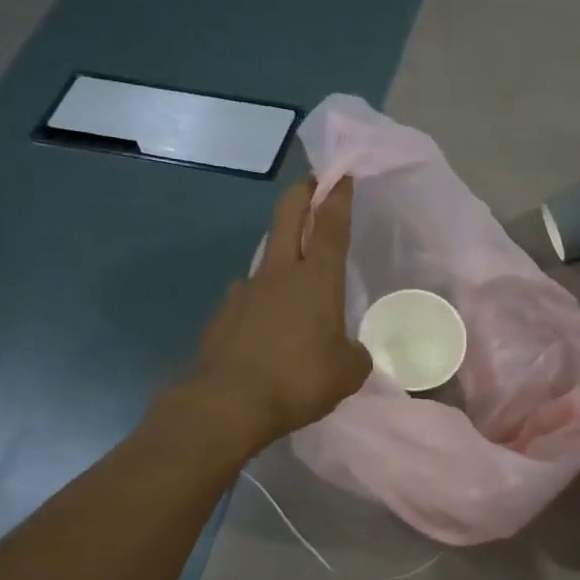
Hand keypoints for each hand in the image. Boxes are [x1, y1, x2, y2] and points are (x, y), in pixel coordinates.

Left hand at [167, 177, 372, 453]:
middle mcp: (280, 275)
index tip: (340, 176)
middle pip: (288, 220)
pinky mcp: (224, 314)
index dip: (337, 199)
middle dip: (301, 196)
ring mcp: (246, 291)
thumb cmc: (298, 380)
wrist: (227, 404)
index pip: (330, 228)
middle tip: (310, 183)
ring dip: (281, 247)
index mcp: (316, 282)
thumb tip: (350, 350)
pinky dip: (262, 296)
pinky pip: (249, 295)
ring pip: (267, 255)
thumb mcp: (348, 373)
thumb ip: (355, 355)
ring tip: (293, 264)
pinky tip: (267, 319)